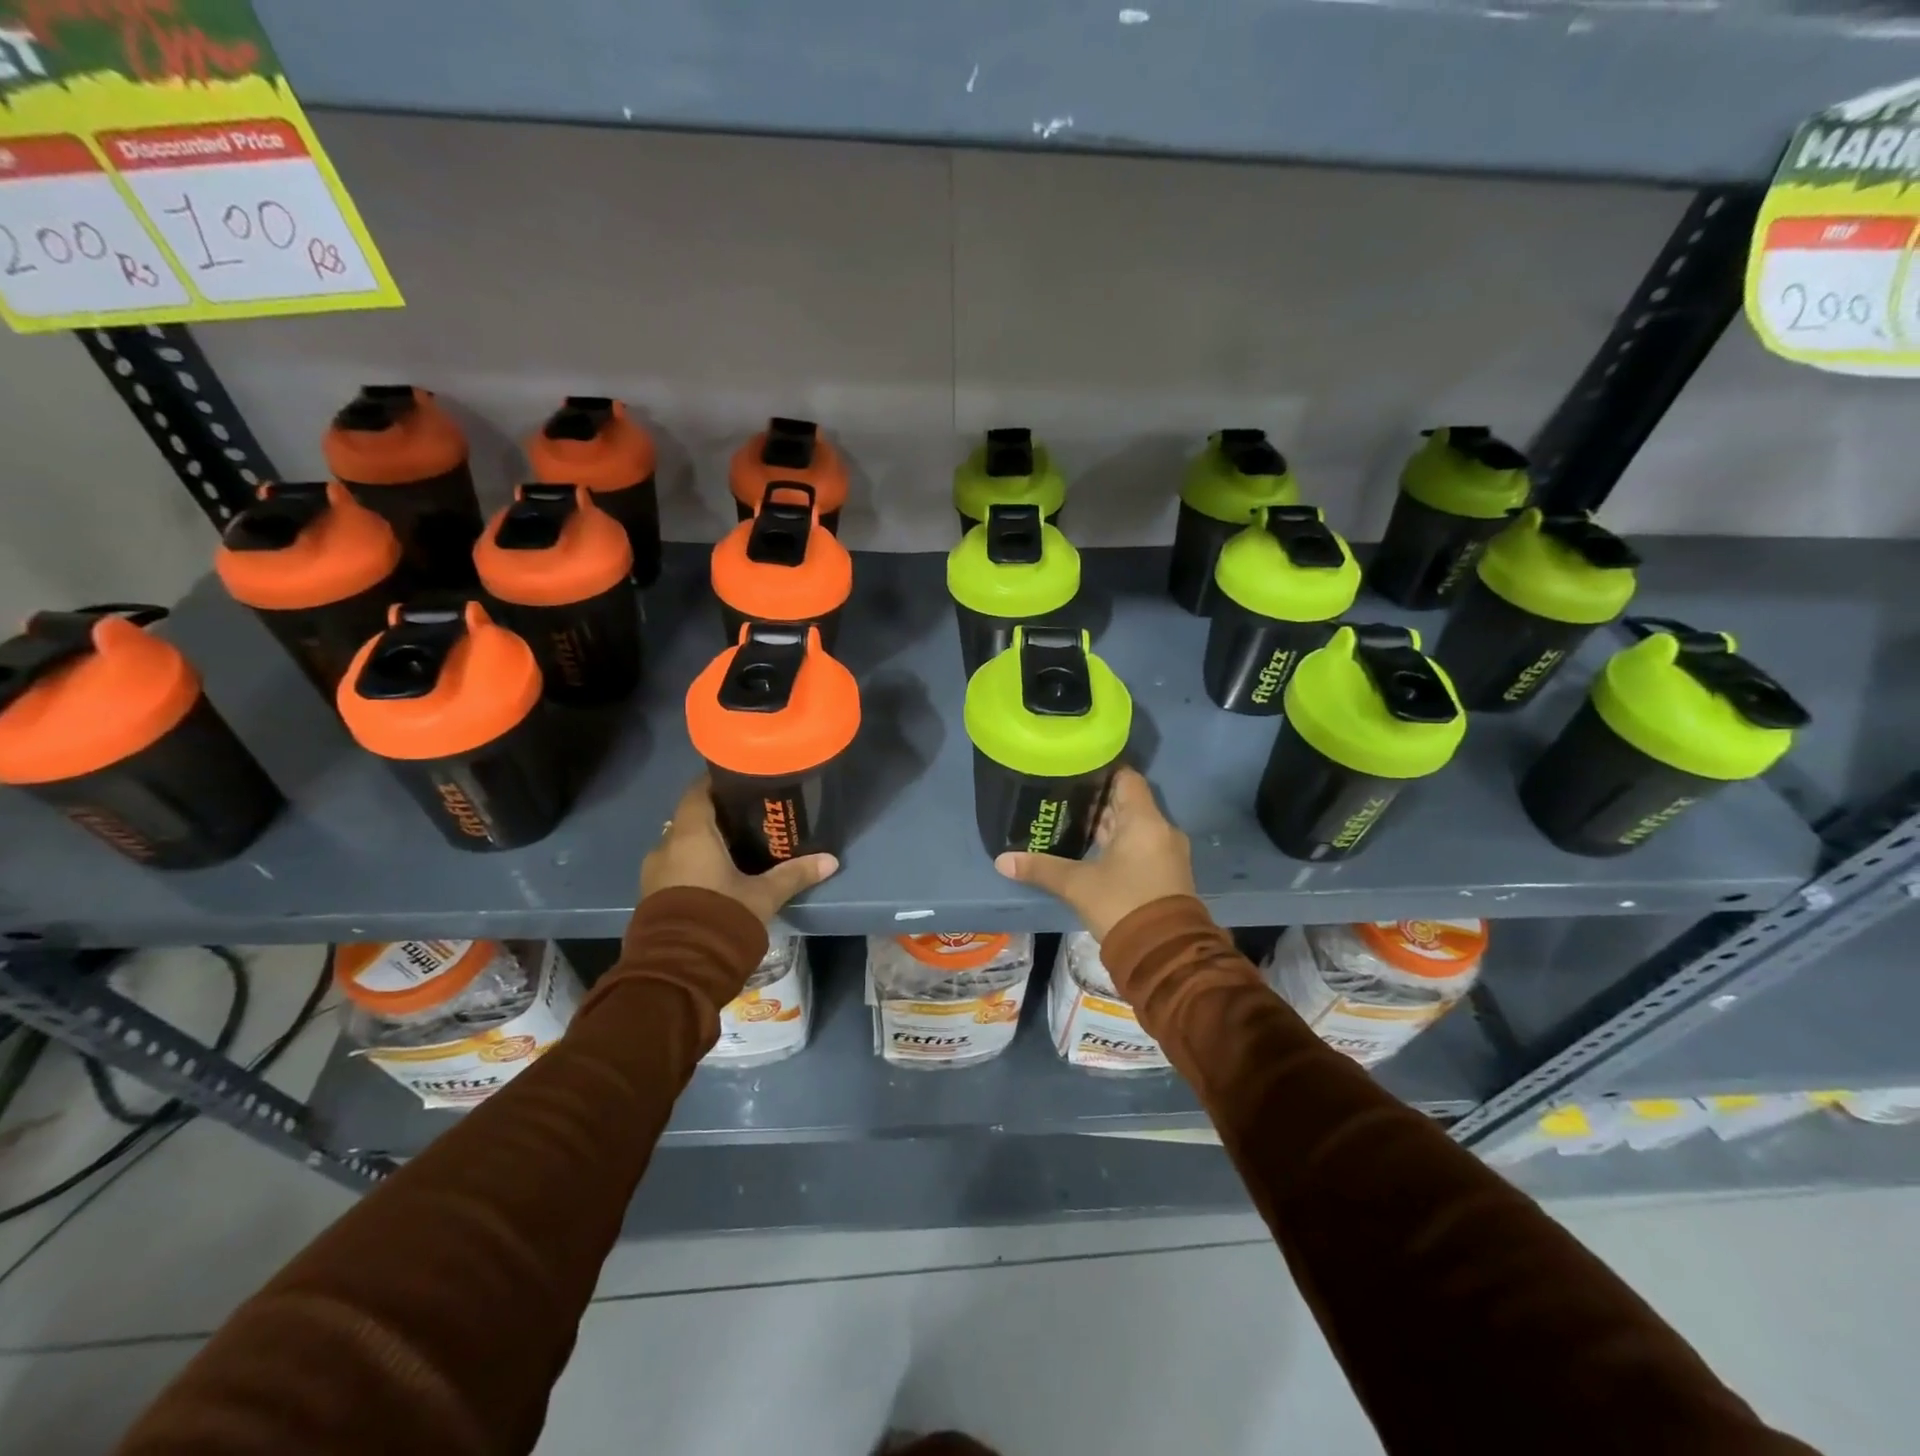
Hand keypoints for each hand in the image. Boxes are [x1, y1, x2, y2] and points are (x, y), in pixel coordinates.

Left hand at [641, 777, 838, 924]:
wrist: (677, 971)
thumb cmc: (721, 917)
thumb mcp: (763, 895)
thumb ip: (794, 874)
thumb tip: (831, 860)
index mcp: (691, 834)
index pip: (698, 792)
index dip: (717, 783)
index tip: (740, 781)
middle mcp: (666, 846)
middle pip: (690, 819)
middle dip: (715, 817)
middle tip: (747, 818)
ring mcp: (653, 873)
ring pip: (680, 846)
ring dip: (702, 845)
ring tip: (735, 850)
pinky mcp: (651, 897)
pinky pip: (673, 868)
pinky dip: (692, 866)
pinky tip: (716, 877)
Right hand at [993, 767, 1194, 939]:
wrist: (1165, 955)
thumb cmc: (1122, 905)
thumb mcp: (1077, 885)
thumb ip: (1041, 868)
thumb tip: (1001, 860)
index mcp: (1144, 821)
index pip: (1126, 777)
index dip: (1102, 770)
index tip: (1075, 770)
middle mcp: (1160, 830)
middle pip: (1128, 802)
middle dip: (1097, 800)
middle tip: (1063, 796)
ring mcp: (1167, 853)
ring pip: (1134, 826)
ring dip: (1107, 824)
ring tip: (1071, 821)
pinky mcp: (1166, 874)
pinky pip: (1140, 846)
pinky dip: (1118, 844)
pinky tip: (1091, 850)